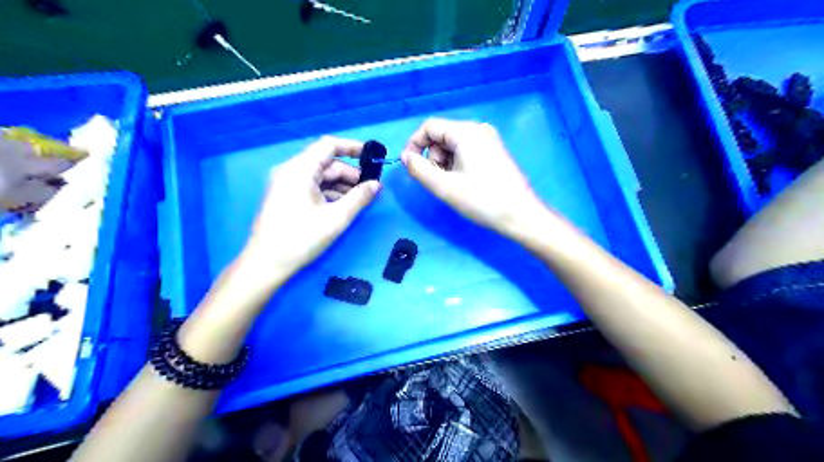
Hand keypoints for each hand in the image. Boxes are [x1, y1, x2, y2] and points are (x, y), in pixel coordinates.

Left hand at [239, 135, 378, 282]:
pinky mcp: (285, 196)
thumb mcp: (337, 217)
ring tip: (359, 200)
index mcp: (300, 168)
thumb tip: (377, 184)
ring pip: (319, 176)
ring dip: (341, 185)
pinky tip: (342, 206)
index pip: (329, 145)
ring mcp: (286, 183)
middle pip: (326, 163)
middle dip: (350, 174)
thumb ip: (360, 197)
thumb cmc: (302, 238)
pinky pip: (311, 186)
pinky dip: (328, 192)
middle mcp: (291, 170)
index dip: (353, 148)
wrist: (266, 263)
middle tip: (370, 189)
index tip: (373, 157)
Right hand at [401, 118, 549, 240]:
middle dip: (433, 158)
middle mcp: (478, 129)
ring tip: (454, 186)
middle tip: (439, 182)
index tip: (410, 167)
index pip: (429, 127)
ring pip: (453, 146)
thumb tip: (406, 157)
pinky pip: (466, 152)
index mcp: (466, 132)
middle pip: (441, 136)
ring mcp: (489, 140)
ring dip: (445, 164)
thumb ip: (419, 169)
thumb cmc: (482, 200)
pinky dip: (458, 165)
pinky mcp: (494, 152)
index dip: (414, 144)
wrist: (521, 215)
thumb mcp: (444, 186)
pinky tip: (466, 183)